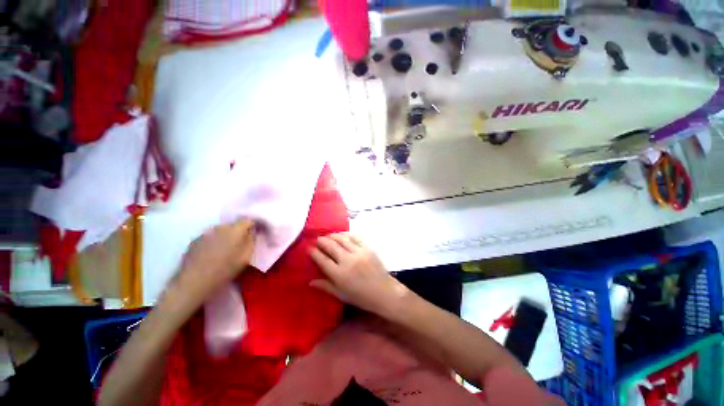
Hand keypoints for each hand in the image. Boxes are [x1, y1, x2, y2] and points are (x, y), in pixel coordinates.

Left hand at [168, 219, 255, 311]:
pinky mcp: (194, 240)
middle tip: (238, 246)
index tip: (252, 235)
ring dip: (224, 237)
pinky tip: (210, 255)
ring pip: (220, 231)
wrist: (194, 281)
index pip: (247, 220)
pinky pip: (209, 237)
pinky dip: (212, 242)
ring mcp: (205, 233)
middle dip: (237, 232)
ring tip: (223, 251)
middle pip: (233, 225)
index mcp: (235, 230)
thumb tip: (251, 231)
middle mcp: (220, 227)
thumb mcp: (246, 256)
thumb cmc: (225, 269)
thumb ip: (251, 240)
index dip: (251, 226)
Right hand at [309, 233, 407, 316]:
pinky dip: (347, 234)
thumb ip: (325, 286)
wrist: (384, 292)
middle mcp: (347, 261)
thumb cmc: (361, 297)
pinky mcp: (368, 248)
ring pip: (342, 239)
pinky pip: (355, 237)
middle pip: (331, 246)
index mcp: (339, 274)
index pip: (322, 260)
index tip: (309, 248)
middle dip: (322, 241)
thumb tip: (310, 282)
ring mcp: (358, 253)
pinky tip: (343, 235)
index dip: (314, 252)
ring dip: (333, 236)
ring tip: (328, 235)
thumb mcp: (341, 295)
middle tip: (318, 239)